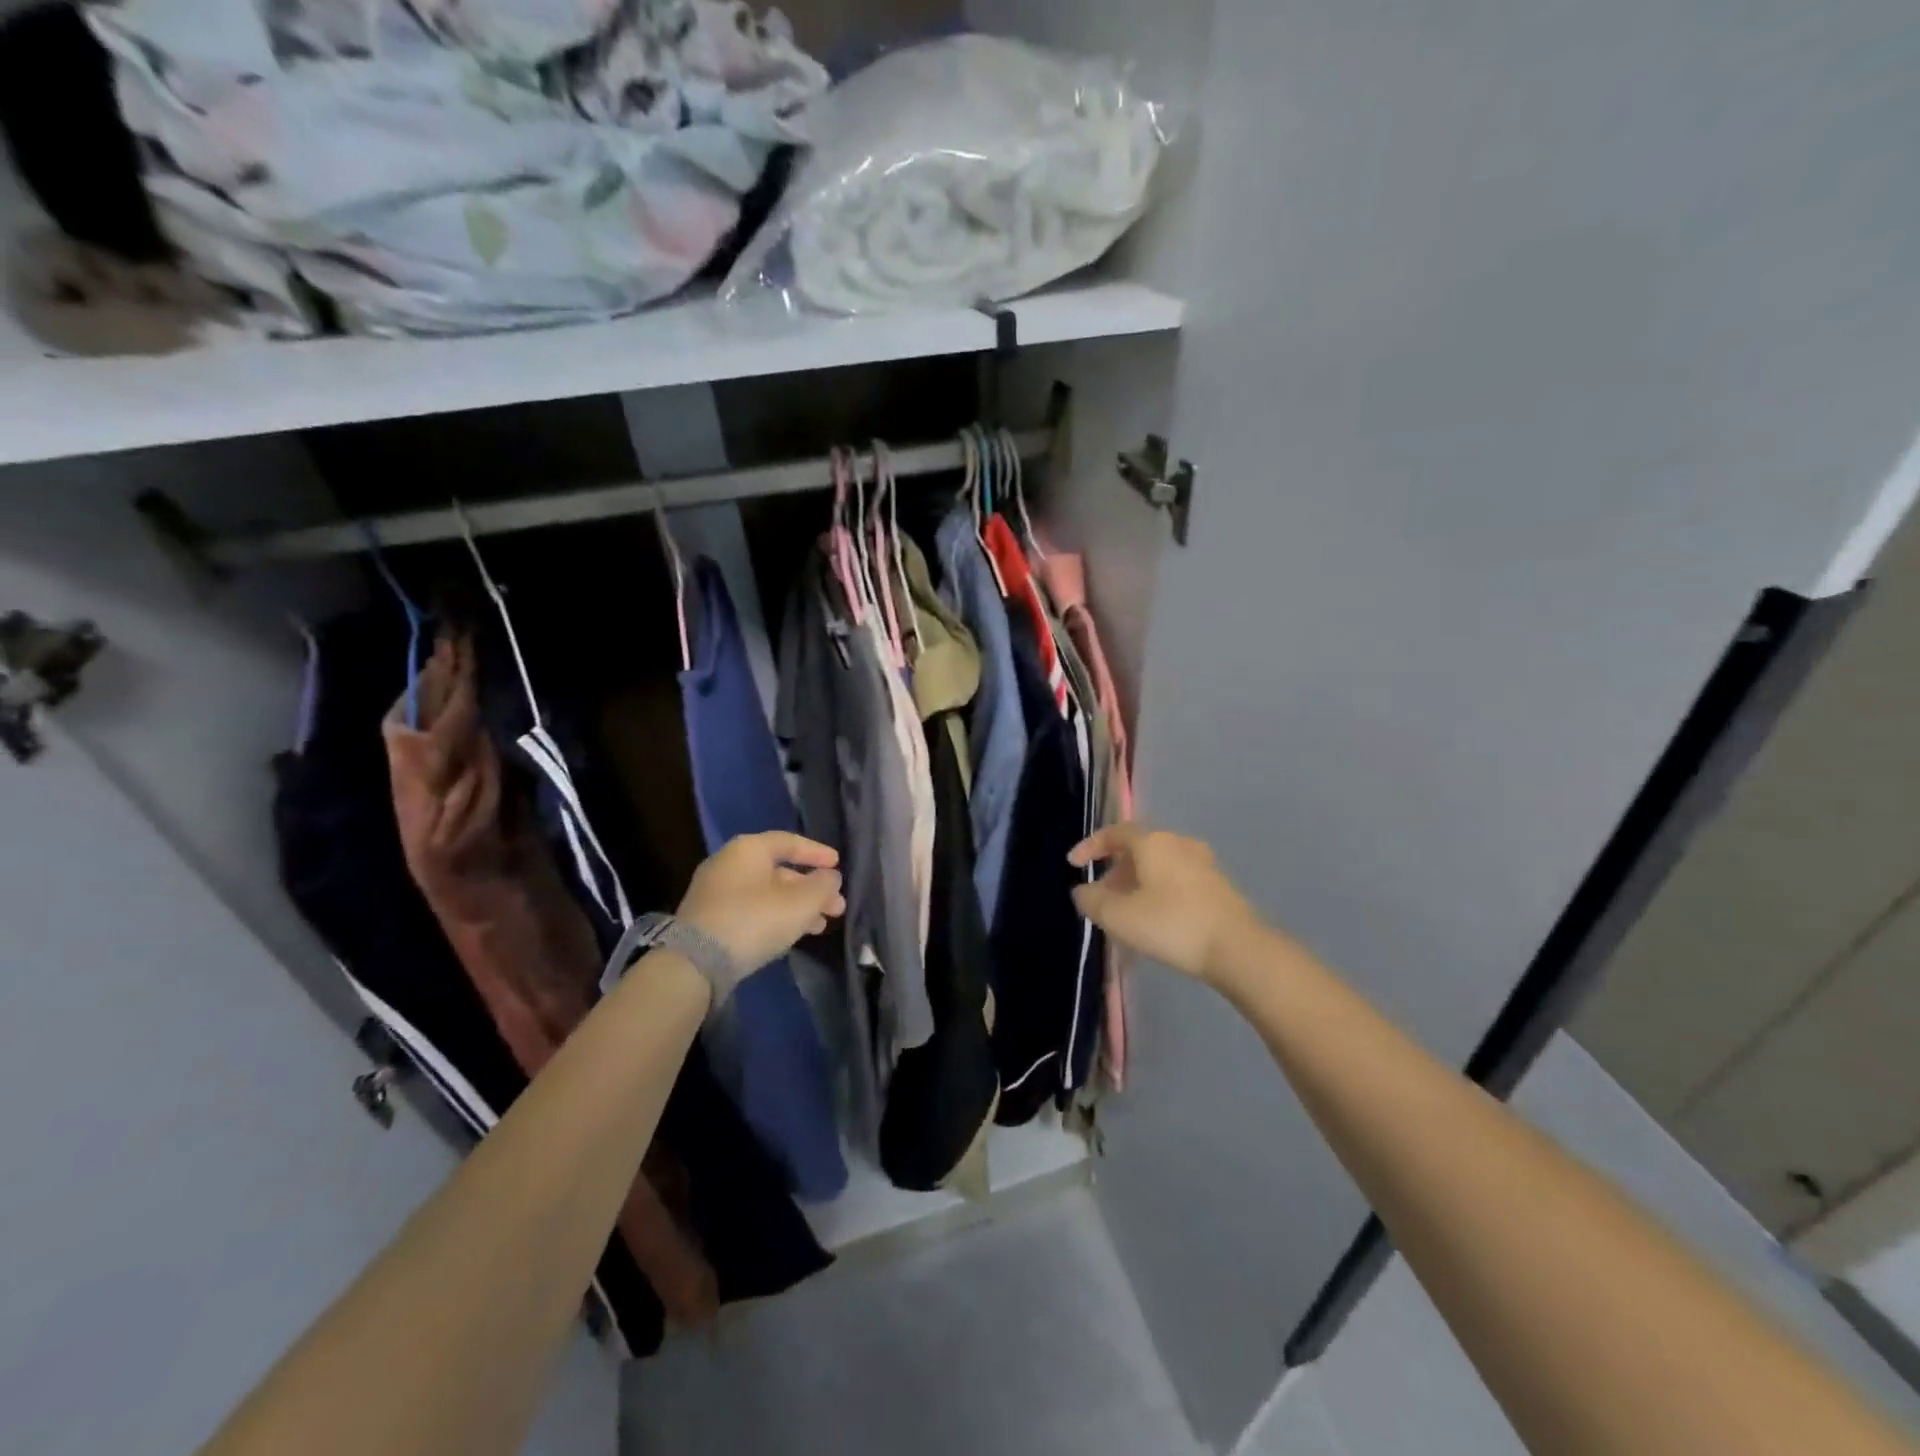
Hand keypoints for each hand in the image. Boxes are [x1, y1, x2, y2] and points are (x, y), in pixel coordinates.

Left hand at [676, 832, 846, 975]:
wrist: (696, 962)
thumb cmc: (754, 919)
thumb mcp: (800, 902)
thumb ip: (822, 885)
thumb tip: (830, 877)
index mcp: (748, 849)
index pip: (789, 841)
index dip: (817, 852)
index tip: (838, 865)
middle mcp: (729, 864)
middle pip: (780, 871)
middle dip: (812, 889)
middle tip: (837, 907)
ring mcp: (716, 893)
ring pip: (768, 894)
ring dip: (798, 907)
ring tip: (822, 925)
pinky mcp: (710, 920)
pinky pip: (753, 910)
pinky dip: (777, 917)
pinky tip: (794, 934)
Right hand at [1069, 823, 1261, 983]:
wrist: (1238, 949)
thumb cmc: (1171, 925)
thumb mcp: (1119, 917)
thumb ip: (1092, 901)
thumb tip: (1082, 892)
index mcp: (1153, 842)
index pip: (1115, 832)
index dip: (1090, 846)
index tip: (1073, 864)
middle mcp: (1179, 843)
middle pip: (1138, 848)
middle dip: (1114, 869)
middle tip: (1101, 895)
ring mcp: (1203, 863)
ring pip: (1159, 864)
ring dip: (1137, 882)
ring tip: (1125, 911)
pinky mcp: (1218, 886)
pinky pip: (1177, 879)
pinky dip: (1158, 891)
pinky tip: (1155, 918)